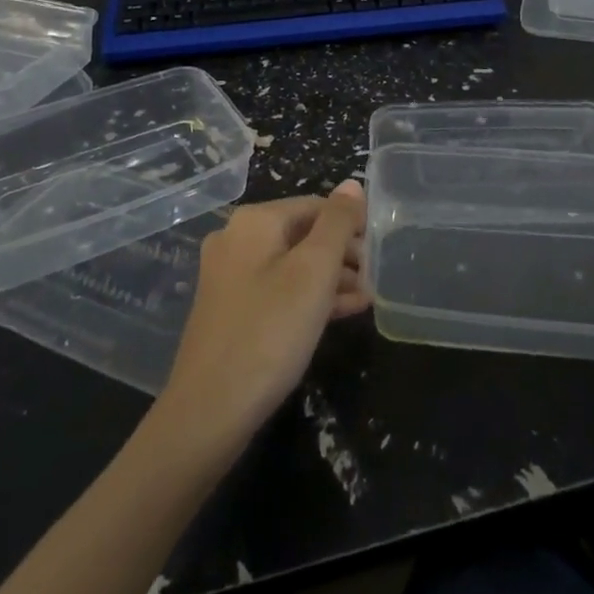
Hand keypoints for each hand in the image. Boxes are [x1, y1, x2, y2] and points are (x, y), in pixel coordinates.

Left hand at [157, 181, 369, 447]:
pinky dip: (310, 296)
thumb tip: (352, 184)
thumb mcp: (314, 271)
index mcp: (254, 221)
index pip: (315, 205)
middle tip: (378, 275)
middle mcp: (236, 239)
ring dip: (332, 277)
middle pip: (303, 233)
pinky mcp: (231, 309)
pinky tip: (345, 312)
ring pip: (292, 264)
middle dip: (343, 253)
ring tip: (369, 296)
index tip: (383, 248)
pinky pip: (279, 289)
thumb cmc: (270, 330)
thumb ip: (337, 223)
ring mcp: (230, 276)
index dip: (352, 222)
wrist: (210, 410)